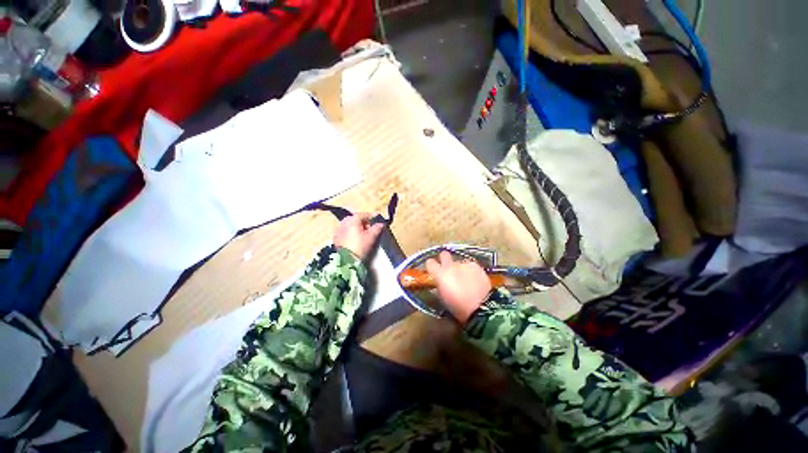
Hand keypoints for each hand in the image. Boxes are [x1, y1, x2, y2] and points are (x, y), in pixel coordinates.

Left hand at [333, 213, 384, 260]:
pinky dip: (350, 233)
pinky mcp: (335, 238)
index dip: (372, 217)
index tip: (378, 220)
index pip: (364, 214)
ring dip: (356, 227)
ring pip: (349, 225)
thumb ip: (377, 228)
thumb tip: (381, 224)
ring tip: (363, 234)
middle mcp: (344, 222)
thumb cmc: (360, 246)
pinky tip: (355, 239)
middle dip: (364, 222)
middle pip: (356, 219)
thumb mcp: (371, 237)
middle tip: (371, 228)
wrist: (346, 260)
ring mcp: (338, 230)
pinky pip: (345, 232)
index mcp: (353, 219)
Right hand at [425, 251, 490, 323]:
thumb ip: (440, 286)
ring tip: (466, 279)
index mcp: (439, 274)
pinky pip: (470, 265)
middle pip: (444, 254)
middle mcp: (450, 265)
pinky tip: (474, 280)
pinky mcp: (475, 265)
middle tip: (448, 269)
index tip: (434, 271)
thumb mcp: (444, 298)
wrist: (481, 307)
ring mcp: (464, 264)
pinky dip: (471, 271)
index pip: (429, 262)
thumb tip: (440, 282)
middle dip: (445, 259)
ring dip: (460, 268)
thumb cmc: (458, 307)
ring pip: (459, 261)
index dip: (432, 266)